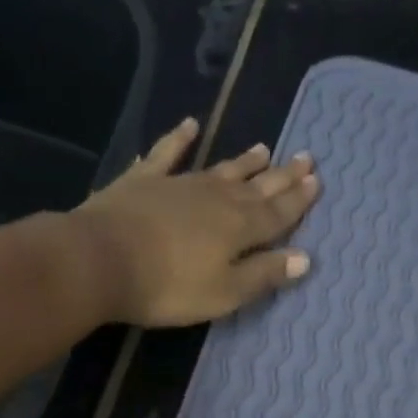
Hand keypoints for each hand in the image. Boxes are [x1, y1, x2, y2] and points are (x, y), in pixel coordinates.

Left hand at [70, 118, 319, 327]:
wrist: (101, 260)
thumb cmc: (168, 287)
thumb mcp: (224, 292)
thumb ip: (263, 274)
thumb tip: (304, 258)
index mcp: (239, 228)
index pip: (278, 213)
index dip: (298, 199)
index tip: (317, 180)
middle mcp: (216, 198)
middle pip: (256, 186)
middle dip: (281, 176)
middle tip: (304, 157)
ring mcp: (179, 185)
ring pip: (220, 169)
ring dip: (243, 161)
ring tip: (263, 148)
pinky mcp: (144, 181)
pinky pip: (167, 154)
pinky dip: (180, 140)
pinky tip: (190, 125)